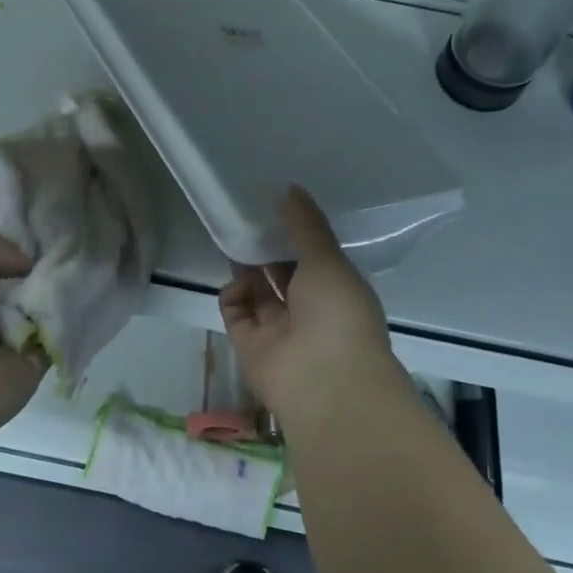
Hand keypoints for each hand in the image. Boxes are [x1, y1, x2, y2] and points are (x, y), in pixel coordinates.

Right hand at [219, 187, 406, 430]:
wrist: (323, 383)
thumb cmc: (338, 315)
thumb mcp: (328, 260)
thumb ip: (307, 226)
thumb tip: (290, 189)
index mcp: (337, 291)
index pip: (315, 258)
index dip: (298, 234)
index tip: (278, 206)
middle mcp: (309, 311)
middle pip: (283, 273)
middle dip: (268, 248)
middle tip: (249, 216)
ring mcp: (278, 329)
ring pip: (257, 291)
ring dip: (247, 266)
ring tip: (235, 235)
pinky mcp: (249, 345)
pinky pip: (237, 311)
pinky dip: (233, 294)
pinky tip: (236, 279)